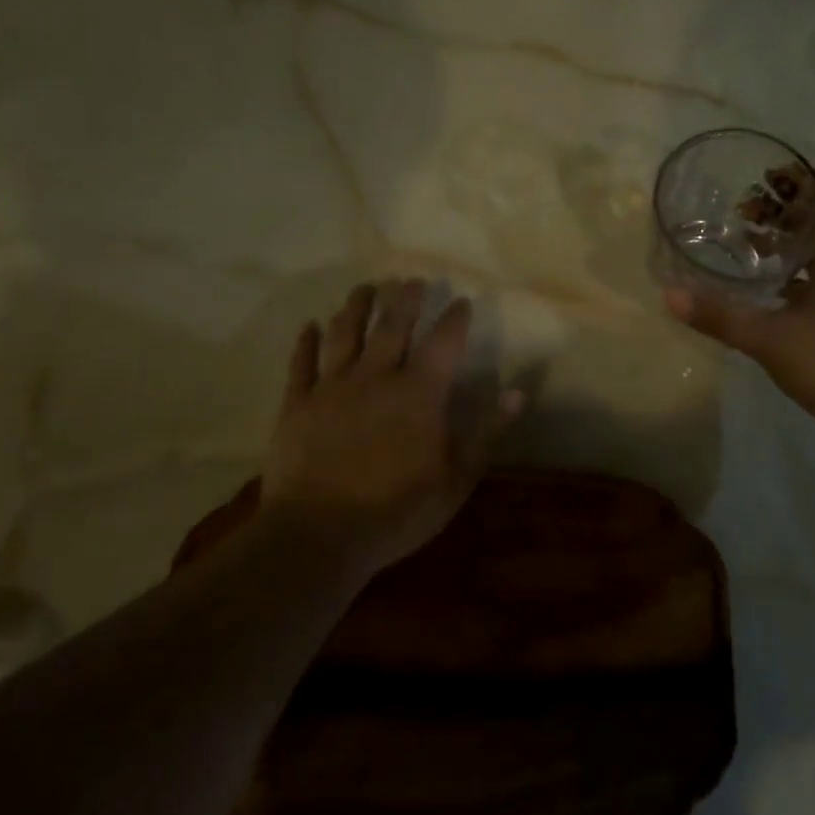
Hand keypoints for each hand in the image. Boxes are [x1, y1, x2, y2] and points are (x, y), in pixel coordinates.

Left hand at [262, 280, 523, 576]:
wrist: (320, 534)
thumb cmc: (398, 510)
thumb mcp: (457, 478)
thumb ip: (487, 431)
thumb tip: (518, 392)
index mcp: (419, 393)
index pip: (443, 343)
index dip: (454, 319)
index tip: (461, 301)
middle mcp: (375, 377)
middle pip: (392, 326)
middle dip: (405, 299)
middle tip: (412, 280)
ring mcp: (332, 387)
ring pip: (345, 334)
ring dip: (356, 307)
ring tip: (365, 288)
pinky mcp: (297, 405)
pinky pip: (301, 364)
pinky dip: (306, 343)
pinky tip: (309, 326)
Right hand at [664, 172, 814, 435]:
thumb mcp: (773, 341)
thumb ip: (721, 317)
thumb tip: (670, 295)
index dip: (804, 176)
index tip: (764, 178)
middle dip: (785, 208)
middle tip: (742, 213)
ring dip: (790, 240)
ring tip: (748, 244)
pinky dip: (798, 272)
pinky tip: (768, 291)